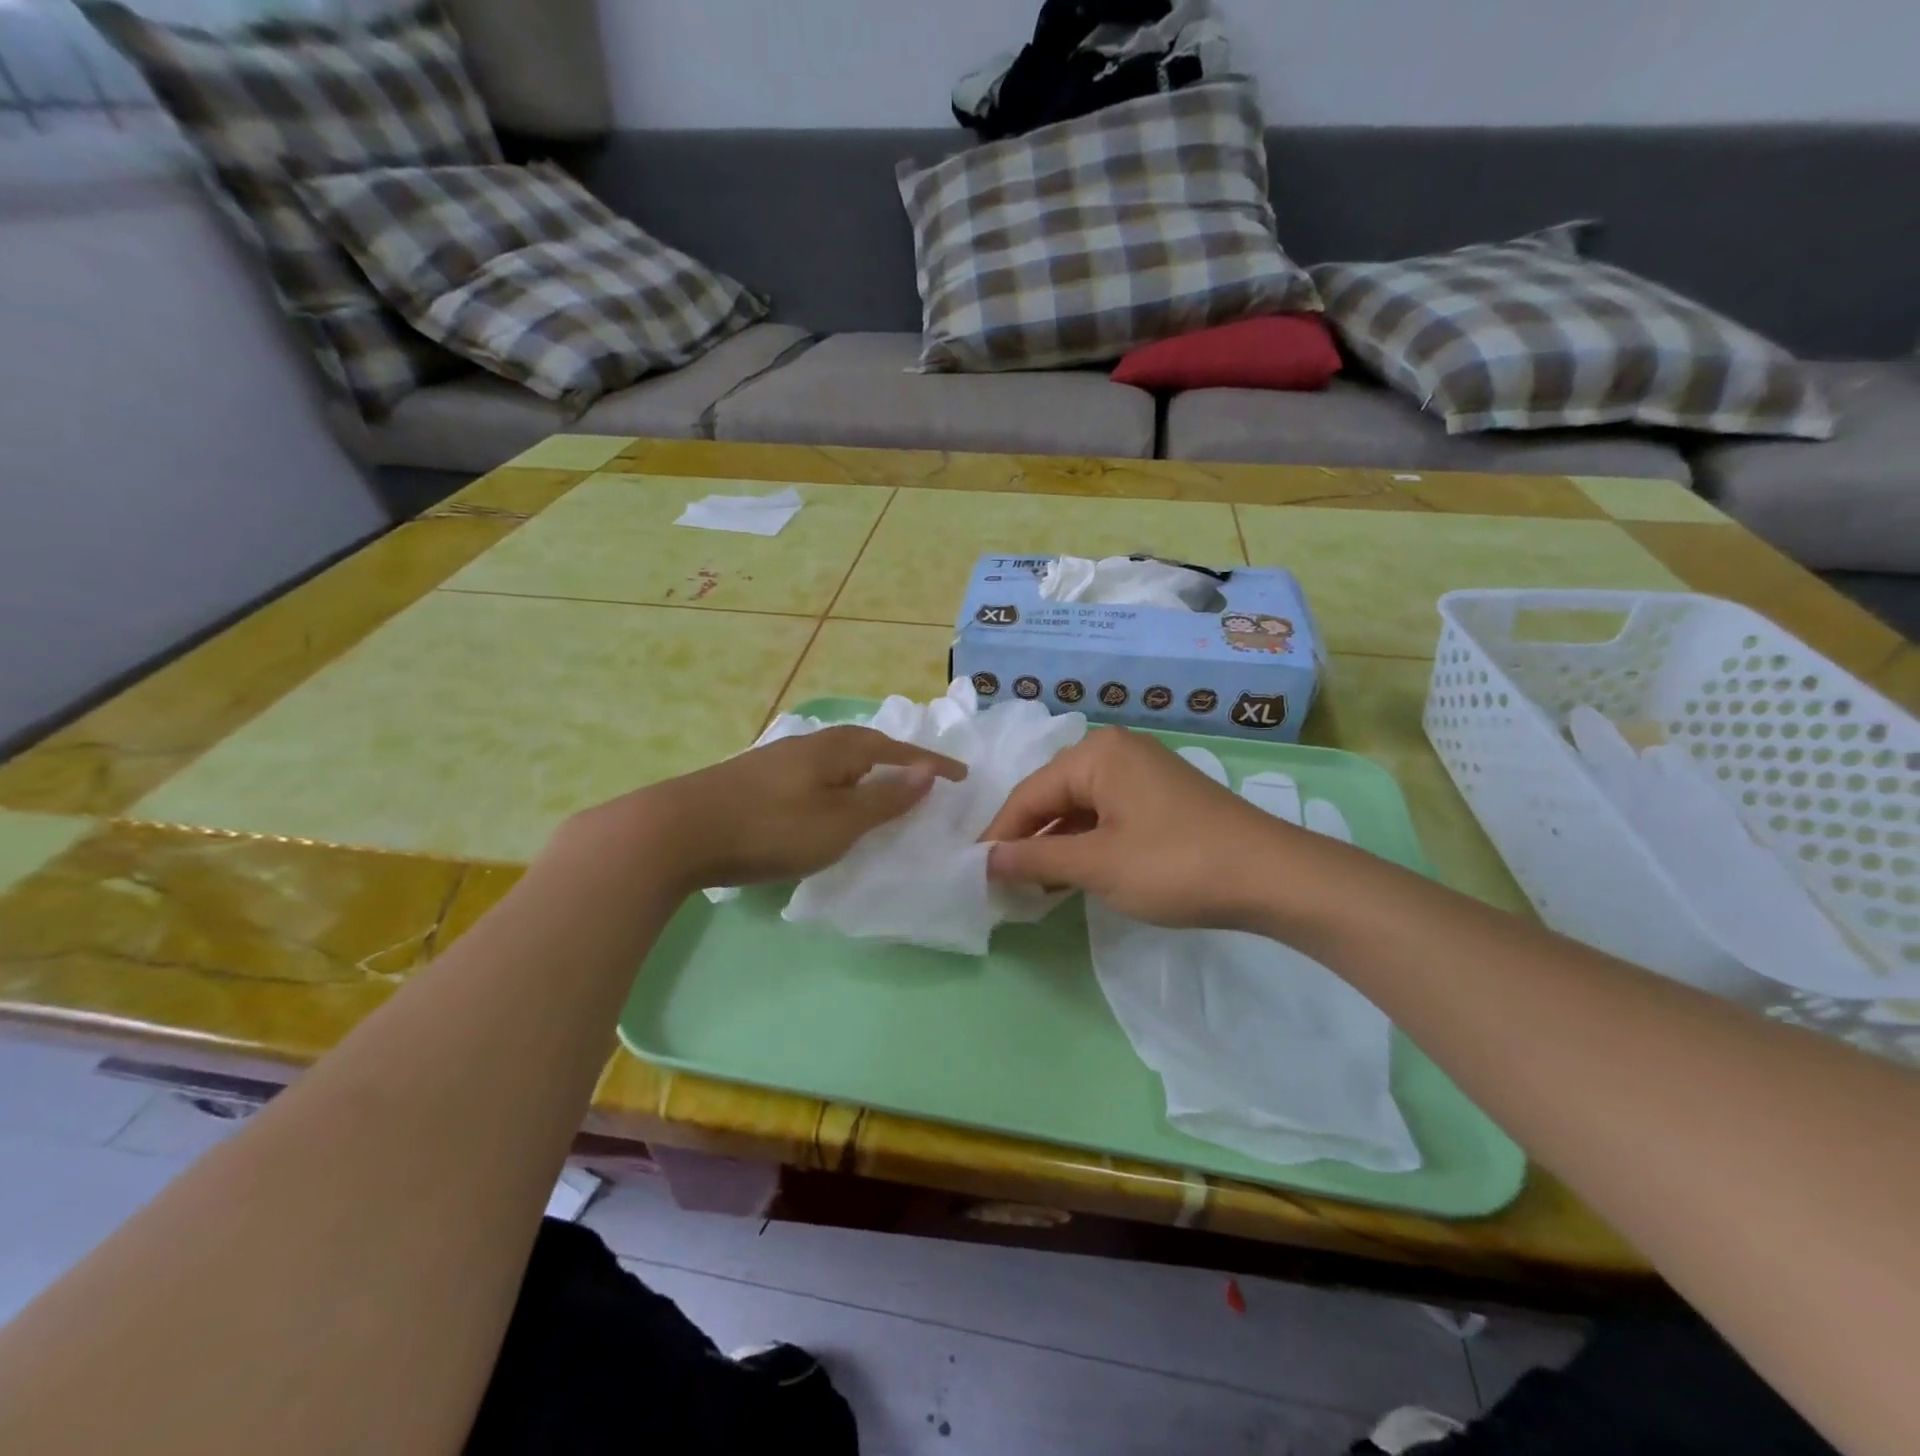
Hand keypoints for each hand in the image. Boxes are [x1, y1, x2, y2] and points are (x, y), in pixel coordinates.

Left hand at [592, 726, 966, 895]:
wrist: (678, 831)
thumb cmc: (771, 828)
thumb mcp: (840, 821)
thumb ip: (885, 798)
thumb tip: (926, 772)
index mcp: (837, 749)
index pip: (896, 750)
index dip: (930, 763)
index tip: (961, 775)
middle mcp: (810, 744)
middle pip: (865, 745)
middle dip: (896, 758)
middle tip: (920, 778)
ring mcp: (779, 759)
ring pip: (836, 759)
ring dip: (865, 771)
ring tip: (879, 790)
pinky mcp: (756, 779)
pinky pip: (815, 774)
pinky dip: (837, 784)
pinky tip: (827, 802)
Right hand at [981, 728, 1318, 930]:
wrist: (1273, 877)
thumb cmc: (1175, 865)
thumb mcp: (1097, 865)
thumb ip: (1036, 859)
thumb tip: (986, 860)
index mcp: (1095, 754)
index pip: (1028, 795)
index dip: (999, 836)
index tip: (974, 873)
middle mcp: (1115, 751)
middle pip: (1052, 796)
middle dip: (1027, 839)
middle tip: (1002, 881)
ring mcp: (1142, 772)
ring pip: (1079, 807)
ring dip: (1056, 845)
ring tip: (1032, 885)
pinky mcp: (1161, 796)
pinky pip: (1107, 814)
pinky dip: (1086, 843)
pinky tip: (1074, 874)